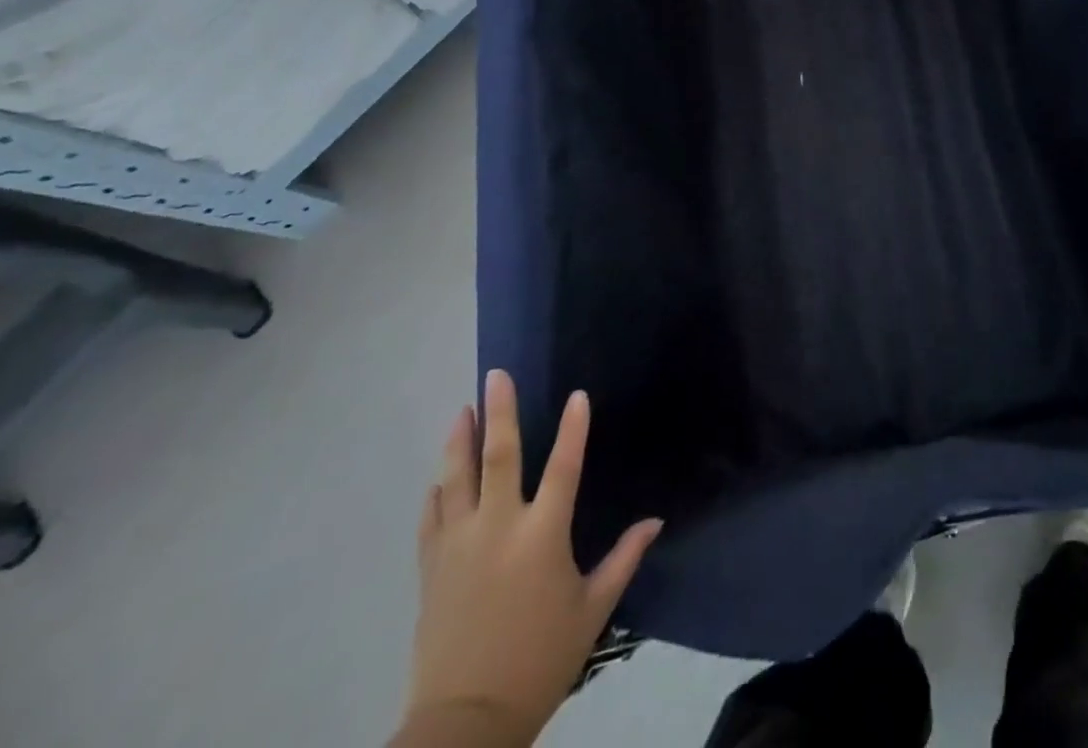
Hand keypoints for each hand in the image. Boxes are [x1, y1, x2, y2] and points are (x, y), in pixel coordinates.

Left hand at [399, 372, 662, 746]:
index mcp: (542, 536)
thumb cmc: (540, 660)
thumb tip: (655, 520)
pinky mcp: (432, 569)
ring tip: (462, 410)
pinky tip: (438, 477)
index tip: (577, 395)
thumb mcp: (592, 610)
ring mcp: (459, 546)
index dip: (573, 429)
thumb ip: (624, 559)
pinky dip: (437, 492)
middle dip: (498, 412)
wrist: (464, 723)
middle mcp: (498, 529)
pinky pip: (432, 519)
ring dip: (459, 441)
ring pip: (457, 480)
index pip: (563, 467)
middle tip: (496, 374)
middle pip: (499, 458)